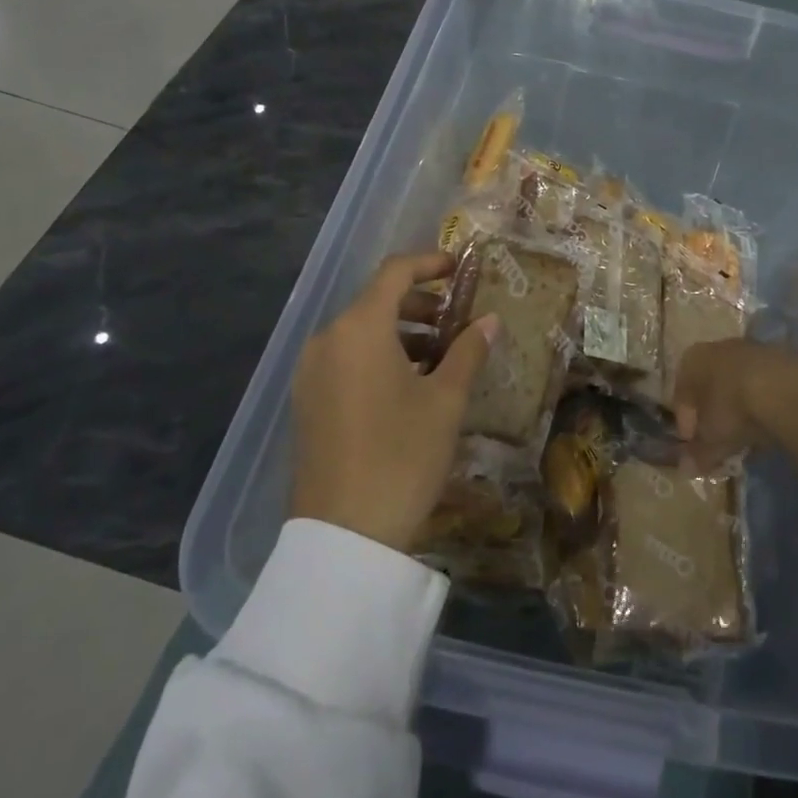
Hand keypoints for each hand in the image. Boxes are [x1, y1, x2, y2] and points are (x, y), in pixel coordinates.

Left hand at [290, 252, 497, 550]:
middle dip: (419, 304)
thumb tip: (489, 320)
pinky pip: (346, 359)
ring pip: (360, 332)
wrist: (344, 534)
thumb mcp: (445, 401)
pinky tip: (409, 385)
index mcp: (359, 328)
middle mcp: (327, 340)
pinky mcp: (307, 400)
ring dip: (401, 333)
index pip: (395, 273)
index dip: (429, 263)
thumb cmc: (403, 455)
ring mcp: (311, 372)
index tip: (459, 269)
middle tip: (458, 320)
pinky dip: (379, 356)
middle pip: (375, 301)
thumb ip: (468, 351)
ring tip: (441, 356)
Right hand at [672, 340, 797, 481]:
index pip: (682, 393)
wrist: (785, 390)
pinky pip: (763, 388)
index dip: (685, 422)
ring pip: (738, 386)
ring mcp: (752, 350)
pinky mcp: (782, 360)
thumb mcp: (712, 439)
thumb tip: (686, 468)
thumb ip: (698, 454)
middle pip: (711, 387)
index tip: (692, 444)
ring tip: (745, 439)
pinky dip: (762, 408)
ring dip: (739, 411)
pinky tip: (768, 429)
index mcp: (693, 360)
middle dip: (713, 416)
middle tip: (718, 443)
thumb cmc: (732, 408)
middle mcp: (719, 349)